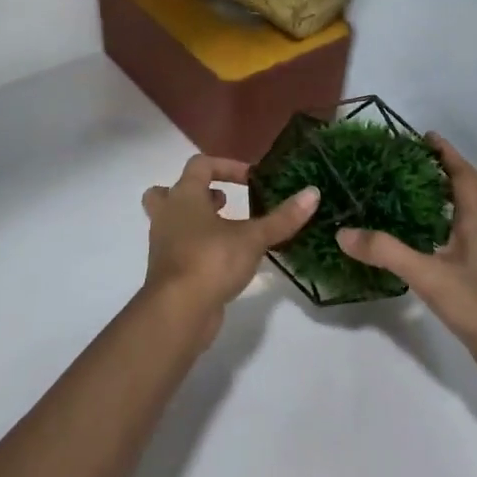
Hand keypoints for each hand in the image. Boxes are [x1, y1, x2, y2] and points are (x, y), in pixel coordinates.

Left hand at [142, 154, 318, 343]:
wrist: (177, 312)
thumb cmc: (211, 261)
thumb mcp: (253, 238)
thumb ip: (282, 218)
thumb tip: (313, 193)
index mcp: (184, 196)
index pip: (201, 165)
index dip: (227, 166)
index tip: (252, 180)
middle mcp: (168, 215)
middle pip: (169, 191)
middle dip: (196, 192)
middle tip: (223, 202)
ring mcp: (163, 244)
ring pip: (172, 221)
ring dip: (197, 221)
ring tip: (228, 230)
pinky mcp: (167, 271)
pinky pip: (180, 248)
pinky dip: (198, 247)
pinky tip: (225, 258)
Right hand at [337, 134, 476, 394]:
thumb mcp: (429, 276)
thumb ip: (387, 253)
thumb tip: (343, 232)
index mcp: (476, 226)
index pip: (465, 178)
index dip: (448, 154)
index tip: (427, 137)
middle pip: (476, 197)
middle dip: (453, 179)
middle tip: (423, 172)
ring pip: (471, 224)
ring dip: (450, 209)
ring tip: (415, 206)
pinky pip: (461, 250)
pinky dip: (443, 240)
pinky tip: (421, 253)